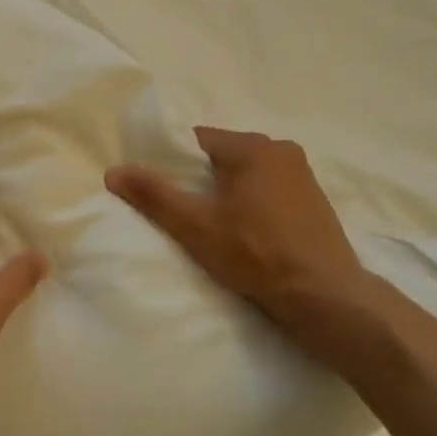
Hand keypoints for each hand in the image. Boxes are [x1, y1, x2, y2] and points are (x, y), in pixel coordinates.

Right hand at [106, 128, 389, 367]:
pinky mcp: (315, 199)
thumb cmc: (255, 254)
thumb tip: (113, 171)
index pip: (197, 140)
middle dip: (201, 178)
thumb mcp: (195, 226)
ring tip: (216, 225)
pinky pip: (270, 188)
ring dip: (229, 191)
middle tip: (186, 212)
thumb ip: (154, 195)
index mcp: (252, 147)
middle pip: (223, 155)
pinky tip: (248, 232)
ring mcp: (303, 174)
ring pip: (248, 172)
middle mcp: (281, 149)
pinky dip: (253, 202)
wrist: (324, 295)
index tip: (163, 190)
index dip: (173, 163)